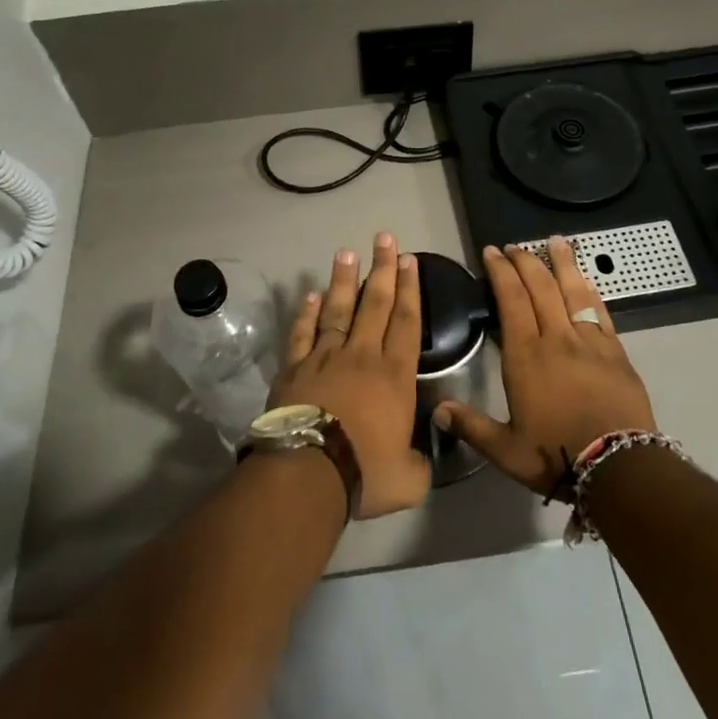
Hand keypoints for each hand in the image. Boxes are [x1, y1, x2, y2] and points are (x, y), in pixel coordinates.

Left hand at [269, 233, 430, 518]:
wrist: (308, 471)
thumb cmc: (365, 472)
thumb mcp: (408, 480)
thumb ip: (420, 464)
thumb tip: (423, 460)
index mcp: (395, 375)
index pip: (407, 321)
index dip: (410, 289)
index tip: (409, 261)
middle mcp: (362, 356)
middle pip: (376, 303)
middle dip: (382, 269)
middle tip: (384, 238)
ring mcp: (325, 357)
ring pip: (338, 309)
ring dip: (344, 280)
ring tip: (347, 252)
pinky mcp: (295, 368)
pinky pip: (302, 333)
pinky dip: (306, 313)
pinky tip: (310, 295)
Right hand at [435, 239, 656, 495]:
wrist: (619, 466)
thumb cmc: (556, 455)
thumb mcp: (506, 450)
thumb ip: (471, 426)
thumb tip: (437, 410)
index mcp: (526, 356)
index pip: (511, 300)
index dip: (501, 272)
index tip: (492, 252)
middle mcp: (556, 338)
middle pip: (540, 287)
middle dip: (525, 261)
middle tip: (514, 246)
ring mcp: (589, 341)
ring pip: (572, 291)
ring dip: (562, 263)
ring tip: (556, 241)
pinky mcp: (615, 351)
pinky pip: (599, 310)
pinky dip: (589, 290)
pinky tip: (585, 280)